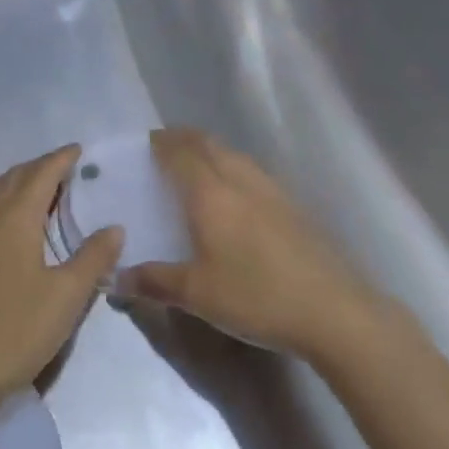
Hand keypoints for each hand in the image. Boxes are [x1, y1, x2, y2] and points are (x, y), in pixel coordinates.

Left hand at [0, 146, 122, 416]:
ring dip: (17, 182)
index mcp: (14, 216)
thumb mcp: (66, 298)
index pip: (42, 172)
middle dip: (41, 168)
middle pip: (15, 176)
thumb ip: (93, 258)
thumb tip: (114, 227)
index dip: (62, 159)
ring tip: (38, 193)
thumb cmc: (14, 331)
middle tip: (65, 172)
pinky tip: (3, 223)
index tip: (79, 150)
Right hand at [117, 128, 379, 363]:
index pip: (179, 152)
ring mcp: (269, 188)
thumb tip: (116, 278)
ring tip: (195, 167)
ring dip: (209, 150)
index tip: (144, 143)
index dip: (160, 143)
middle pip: (206, 143)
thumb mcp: (198, 294)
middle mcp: (238, 178)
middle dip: (183, 139)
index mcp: (209, 192)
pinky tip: (233, 195)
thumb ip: (154, 282)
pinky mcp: (291, 203)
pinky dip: (231, 167)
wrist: (332, 309)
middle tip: (164, 149)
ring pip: (231, 154)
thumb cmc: (256, 296)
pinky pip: (250, 170)